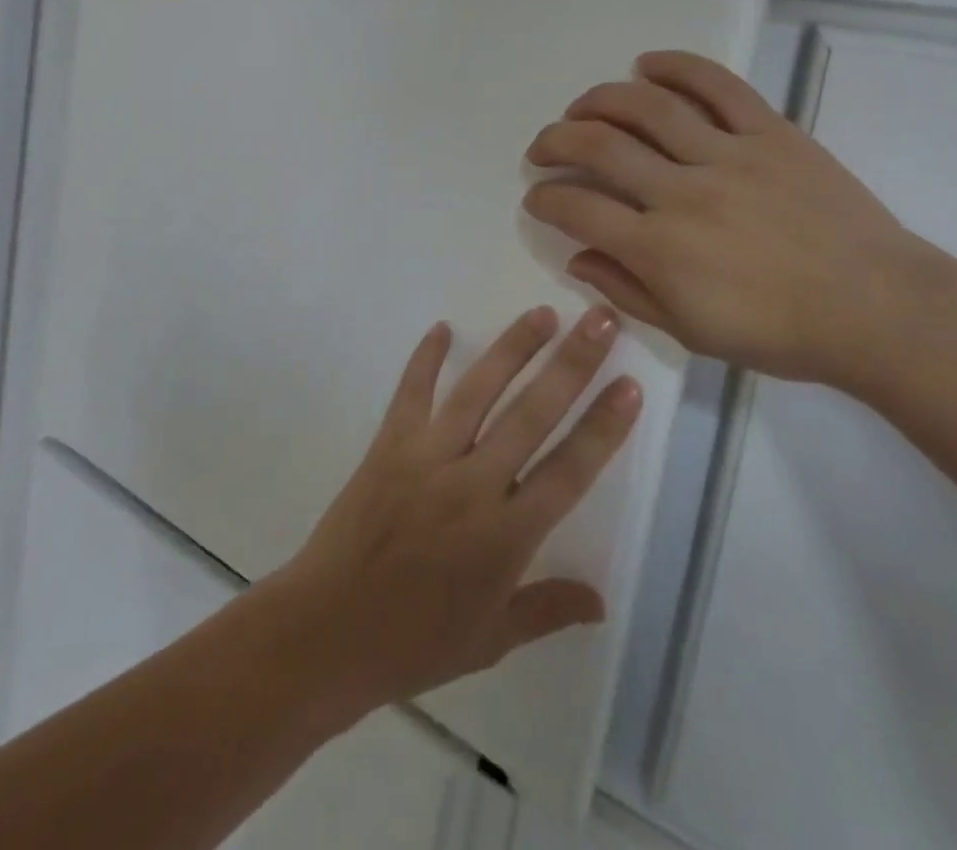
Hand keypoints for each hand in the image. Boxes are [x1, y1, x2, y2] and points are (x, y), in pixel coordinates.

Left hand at [270, 306, 641, 719]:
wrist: (326, 634)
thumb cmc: (414, 644)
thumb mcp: (490, 640)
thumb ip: (547, 610)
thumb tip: (602, 601)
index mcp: (506, 536)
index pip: (569, 471)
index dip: (604, 427)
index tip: (630, 384)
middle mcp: (472, 485)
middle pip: (532, 414)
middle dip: (572, 364)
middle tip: (601, 320)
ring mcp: (427, 458)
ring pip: (478, 391)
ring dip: (513, 348)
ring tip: (544, 313)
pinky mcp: (388, 445)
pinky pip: (411, 392)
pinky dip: (426, 358)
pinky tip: (443, 327)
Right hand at [521, 50, 941, 387]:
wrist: (877, 309)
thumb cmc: (780, 333)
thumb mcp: (691, 332)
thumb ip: (626, 291)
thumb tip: (575, 257)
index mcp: (660, 249)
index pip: (577, 208)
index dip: (544, 198)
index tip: (537, 196)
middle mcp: (683, 192)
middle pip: (599, 146)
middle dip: (555, 140)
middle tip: (543, 146)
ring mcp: (728, 155)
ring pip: (647, 106)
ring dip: (600, 99)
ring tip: (582, 106)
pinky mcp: (770, 132)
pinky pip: (717, 86)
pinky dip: (677, 67)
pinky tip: (646, 64)